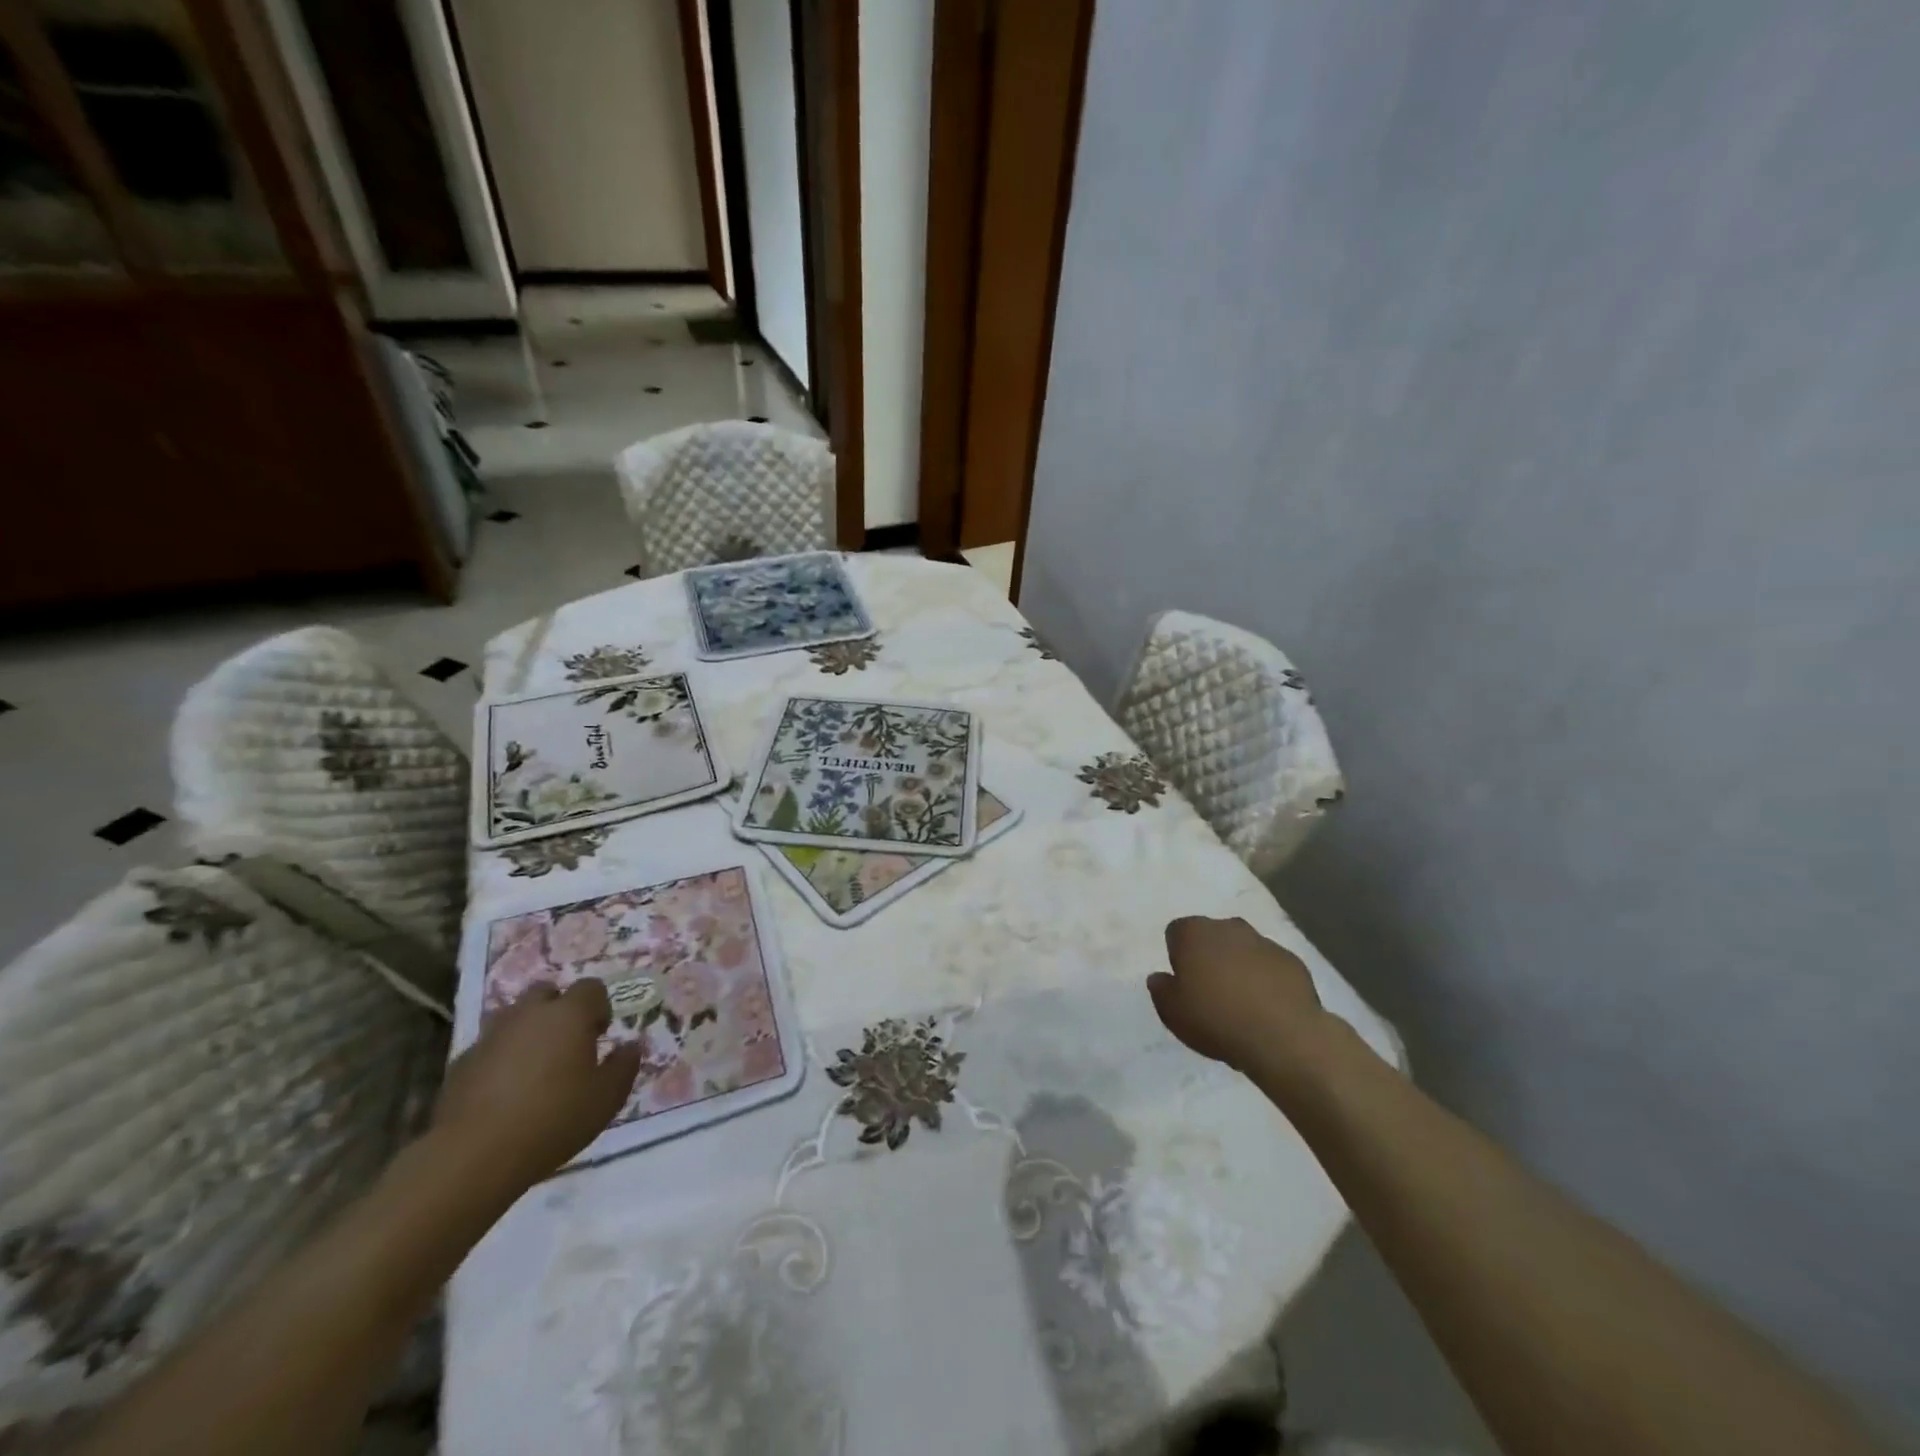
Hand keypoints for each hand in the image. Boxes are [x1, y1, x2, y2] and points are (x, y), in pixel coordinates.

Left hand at [432, 981, 641, 1192]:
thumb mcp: (606, 1098)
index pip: (591, 988)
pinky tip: (504, 1092)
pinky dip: (500, 1058)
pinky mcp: (461, 1062)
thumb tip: (631, 1046)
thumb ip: (624, 1066)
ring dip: (528, 1031)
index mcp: (569, 1014)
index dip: (599, 1008)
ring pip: (514, 1017)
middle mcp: (529, 1013)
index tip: (600, 1036)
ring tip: (535, 1068)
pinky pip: (489, 1047)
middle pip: (546, 992)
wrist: (473, 1156)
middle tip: (567, 1045)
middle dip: (558, 1010)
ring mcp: (491, 1036)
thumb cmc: (553, 1119)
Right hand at [1148, 916, 1328, 1073]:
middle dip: (1210, 957)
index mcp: (1194, 933)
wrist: (1283, 1037)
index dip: (1178, 957)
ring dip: (1239, 967)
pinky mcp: (1292, 961)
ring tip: (1241, 1004)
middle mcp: (1228, 927)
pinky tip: (1267, 1009)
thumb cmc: (1216, 1019)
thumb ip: (1161, 990)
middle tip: (1210, 992)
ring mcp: (1264, 942)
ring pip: (1243, 949)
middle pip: (1212, 936)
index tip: (1183, 983)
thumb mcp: (1172, 1013)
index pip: (1176, 932)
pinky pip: (1270, 966)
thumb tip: (1160, 978)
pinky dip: (1266, 980)